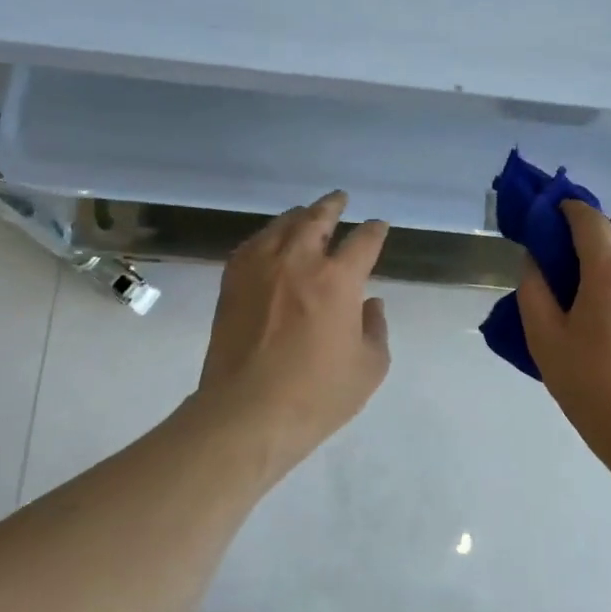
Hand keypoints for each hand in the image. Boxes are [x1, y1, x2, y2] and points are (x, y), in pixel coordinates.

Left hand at [196, 191, 391, 469]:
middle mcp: (299, 262)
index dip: (375, 231)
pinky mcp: (232, 283)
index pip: (363, 241)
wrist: (247, 412)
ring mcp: (260, 269)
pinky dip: (267, 236)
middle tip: (340, 199)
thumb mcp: (369, 368)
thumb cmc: (317, 395)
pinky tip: (269, 241)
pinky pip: (252, 245)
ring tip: (305, 214)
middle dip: (333, 205)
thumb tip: (371, 303)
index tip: (378, 227)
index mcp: (338, 280)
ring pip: (282, 225)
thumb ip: (375, 329)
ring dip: (299, 216)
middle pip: (317, 218)